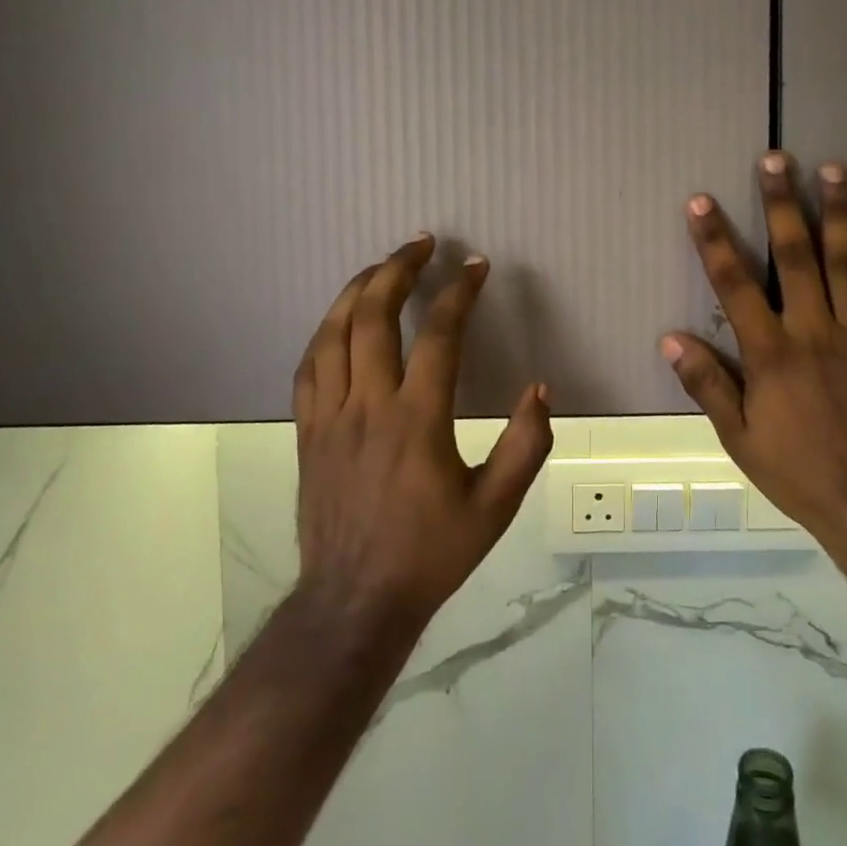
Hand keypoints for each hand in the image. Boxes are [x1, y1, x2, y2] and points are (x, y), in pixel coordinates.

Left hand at [292, 236, 552, 635]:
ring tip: (379, 266)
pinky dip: (326, 332)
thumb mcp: (496, 508)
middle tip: (420, 243)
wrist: (355, 602)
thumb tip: (539, 389)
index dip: (459, 293)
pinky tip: (340, 321)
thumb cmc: (431, 553)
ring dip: (357, 291)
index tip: (476, 266)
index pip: (438, 336)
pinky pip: (309, 367)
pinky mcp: (307, 433)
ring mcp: (329, 417)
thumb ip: (525, 446)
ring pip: (333, 334)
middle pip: (374, 317)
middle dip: (397, 270)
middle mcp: (367, 407)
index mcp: (417, 421)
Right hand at [662, 153, 846, 562]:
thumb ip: (708, 384)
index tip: (701, 201)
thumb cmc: (800, 474)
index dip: (715, 240)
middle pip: (798, 257)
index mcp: (772, 354)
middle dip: (783, 204)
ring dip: (841, 214)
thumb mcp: (740, 439)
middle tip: (777, 159)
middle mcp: (817, 333)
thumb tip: (670, 338)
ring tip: (835, 169)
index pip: (735, 285)